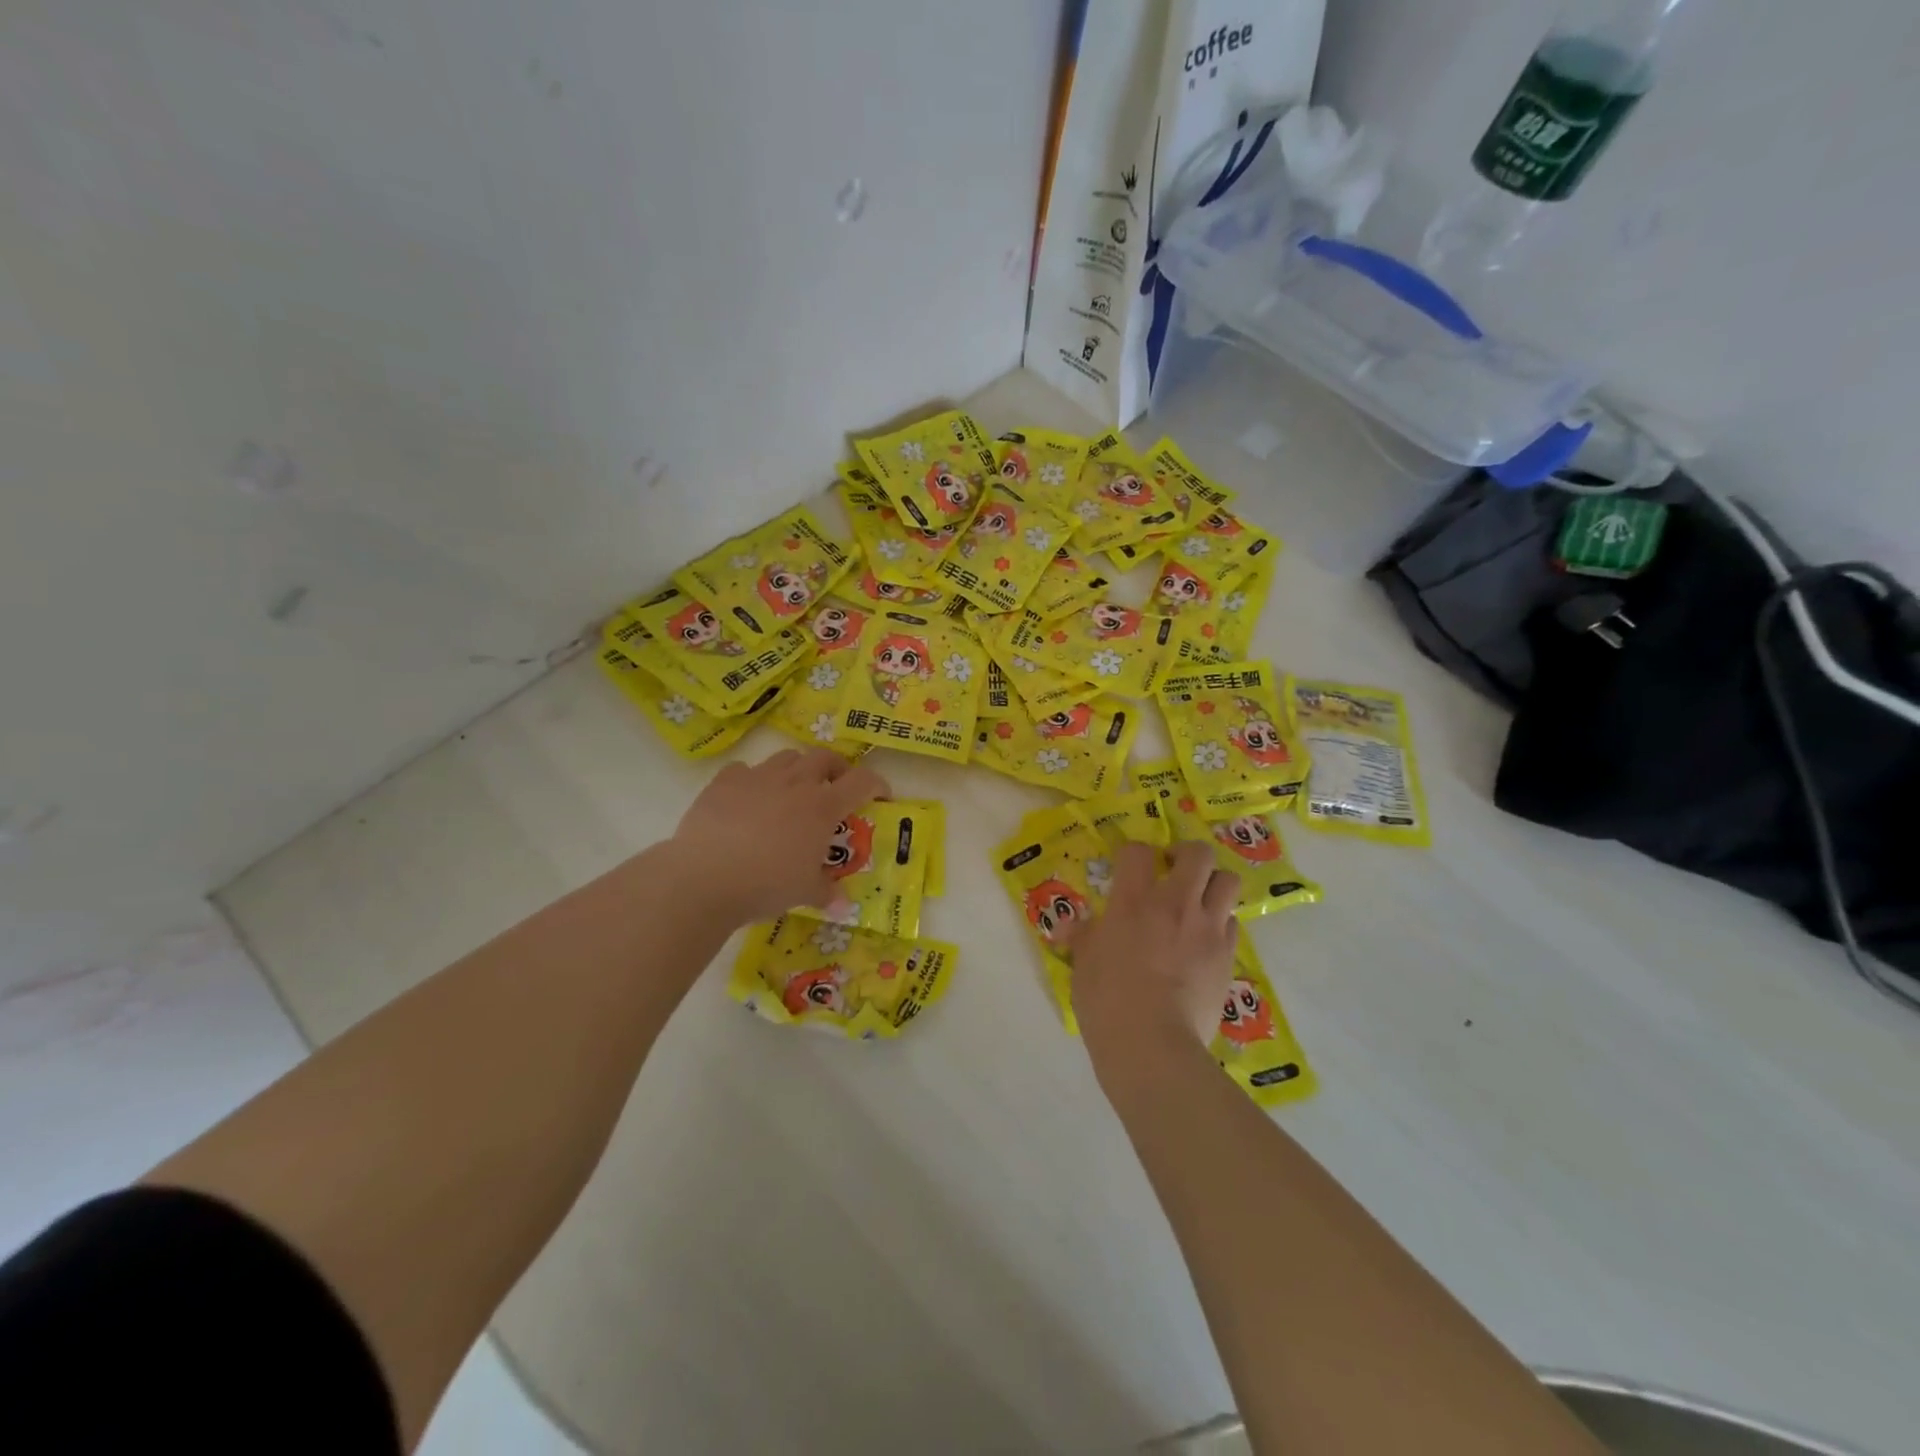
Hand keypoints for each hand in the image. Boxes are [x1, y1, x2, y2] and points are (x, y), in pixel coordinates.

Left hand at [671, 748, 891, 926]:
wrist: (705, 877)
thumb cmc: (766, 884)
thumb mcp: (804, 892)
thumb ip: (827, 892)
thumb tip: (843, 906)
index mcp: (822, 806)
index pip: (862, 781)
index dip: (877, 784)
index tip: (880, 797)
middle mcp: (795, 782)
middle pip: (825, 757)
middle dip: (836, 769)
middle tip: (835, 789)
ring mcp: (758, 777)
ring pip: (787, 757)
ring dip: (797, 770)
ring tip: (792, 792)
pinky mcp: (725, 781)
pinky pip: (746, 770)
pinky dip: (754, 780)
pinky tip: (748, 801)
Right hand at [1068, 840, 1238, 1065]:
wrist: (1152, 1044)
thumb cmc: (1107, 1001)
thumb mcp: (1084, 964)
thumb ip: (1083, 937)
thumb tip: (1068, 926)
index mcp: (1133, 901)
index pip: (1138, 852)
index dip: (1133, 854)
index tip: (1129, 868)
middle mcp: (1175, 904)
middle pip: (1199, 854)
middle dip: (1187, 854)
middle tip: (1173, 870)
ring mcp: (1207, 929)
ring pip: (1228, 881)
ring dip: (1213, 884)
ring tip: (1198, 901)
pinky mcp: (1227, 956)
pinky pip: (1232, 923)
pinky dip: (1220, 924)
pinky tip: (1205, 941)